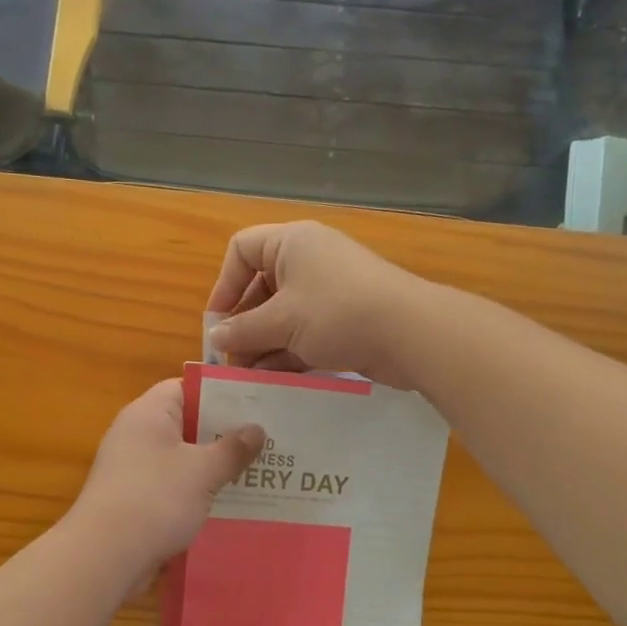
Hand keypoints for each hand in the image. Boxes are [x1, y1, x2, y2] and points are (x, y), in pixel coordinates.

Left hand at [67, 380, 264, 578]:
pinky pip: (172, 486)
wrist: (104, 557)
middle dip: (223, 434)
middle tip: (266, 442)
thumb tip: (256, 429)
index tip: (254, 406)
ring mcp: (132, 469)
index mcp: (149, 413)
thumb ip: (232, 448)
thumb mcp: (203, 471)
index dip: (219, 394)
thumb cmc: (155, 499)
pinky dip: (196, 493)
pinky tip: (227, 506)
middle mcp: (136, 435)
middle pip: (186, 424)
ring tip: (256, 474)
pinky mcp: (133, 500)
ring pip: (181, 459)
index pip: (185, 388)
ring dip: (212, 467)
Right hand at [205, 221, 429, 385]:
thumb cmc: (336, 313)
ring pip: (281, 315)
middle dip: (242, 324)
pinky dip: (286, 353)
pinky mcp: (342, 320)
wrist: (410, 334)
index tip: (218, 322)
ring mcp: (327, 292)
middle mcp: (308, 261)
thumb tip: (216, 338)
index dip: (224, 284)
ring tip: (245, 378)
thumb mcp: (281, 322)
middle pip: (260, 287)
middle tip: (229, 360)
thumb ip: (243, 330)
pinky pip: (303, 333)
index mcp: (291, 244)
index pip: (242, 250)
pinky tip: (271, 381)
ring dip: (261, 345)